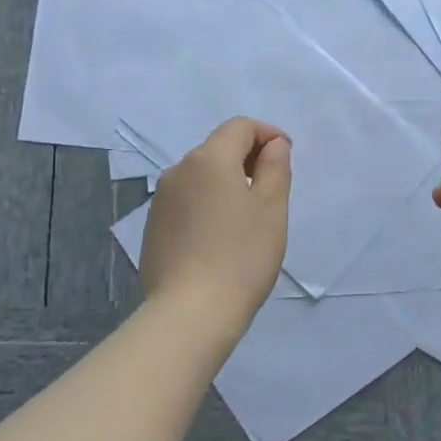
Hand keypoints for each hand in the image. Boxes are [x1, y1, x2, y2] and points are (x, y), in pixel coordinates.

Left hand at [141, 117, 291, 326]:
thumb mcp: (272, 209)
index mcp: (208, 159)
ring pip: (201, 176)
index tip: (287, 157)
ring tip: (248, 216)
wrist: (190, 313)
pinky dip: (207, 204)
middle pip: (217, 148)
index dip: (267, 134)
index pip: (239, 127)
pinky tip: (220, 237)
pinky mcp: (153, 227)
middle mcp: (178, 170)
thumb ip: (275, 167)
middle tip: (272, 189)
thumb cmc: (241, 257)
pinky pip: (187, 200)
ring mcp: (161, 200)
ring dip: (227, 182)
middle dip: (247, 158)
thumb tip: (273, 145)